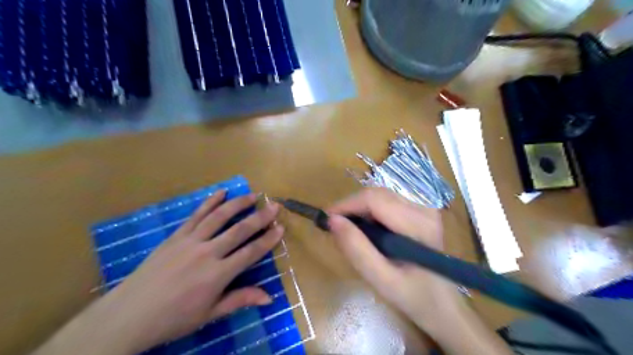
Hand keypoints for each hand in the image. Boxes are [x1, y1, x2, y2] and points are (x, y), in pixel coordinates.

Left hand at [33, 191, 281, 354]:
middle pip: (239, 230)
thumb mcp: (209, 314)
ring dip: (238, 204)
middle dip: (260, 217)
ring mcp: (190, 241)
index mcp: (217, 275)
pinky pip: (196, 215)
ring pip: (219, 217)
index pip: (251, 252)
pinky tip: (221, 192)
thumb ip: (240, 300)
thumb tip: (269, 298)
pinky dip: (210, 202)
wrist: (129, 314)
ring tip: (252, 195)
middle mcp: (207, 253)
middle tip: (275, 206)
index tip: (280, 227)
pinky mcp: (176, 236)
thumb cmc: (173, 318)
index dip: (268, 239)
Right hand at [326, 190, 460, 331]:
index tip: (326, 219)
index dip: (346, 205)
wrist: (442, 305)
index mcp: (418, 224)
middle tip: (335, 227)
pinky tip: (366, 230)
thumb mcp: (381, 280)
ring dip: (360, 209)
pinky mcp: (420, 211)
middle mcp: (423, 208)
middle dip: (351, 207)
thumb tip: (332, 220)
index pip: (374, 199)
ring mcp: (424, 208)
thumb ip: (356, 250)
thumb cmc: (414, 297)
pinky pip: (387, 202)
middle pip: (377, 194)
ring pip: (380, 196)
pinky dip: (370, 212)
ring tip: (349, 230)